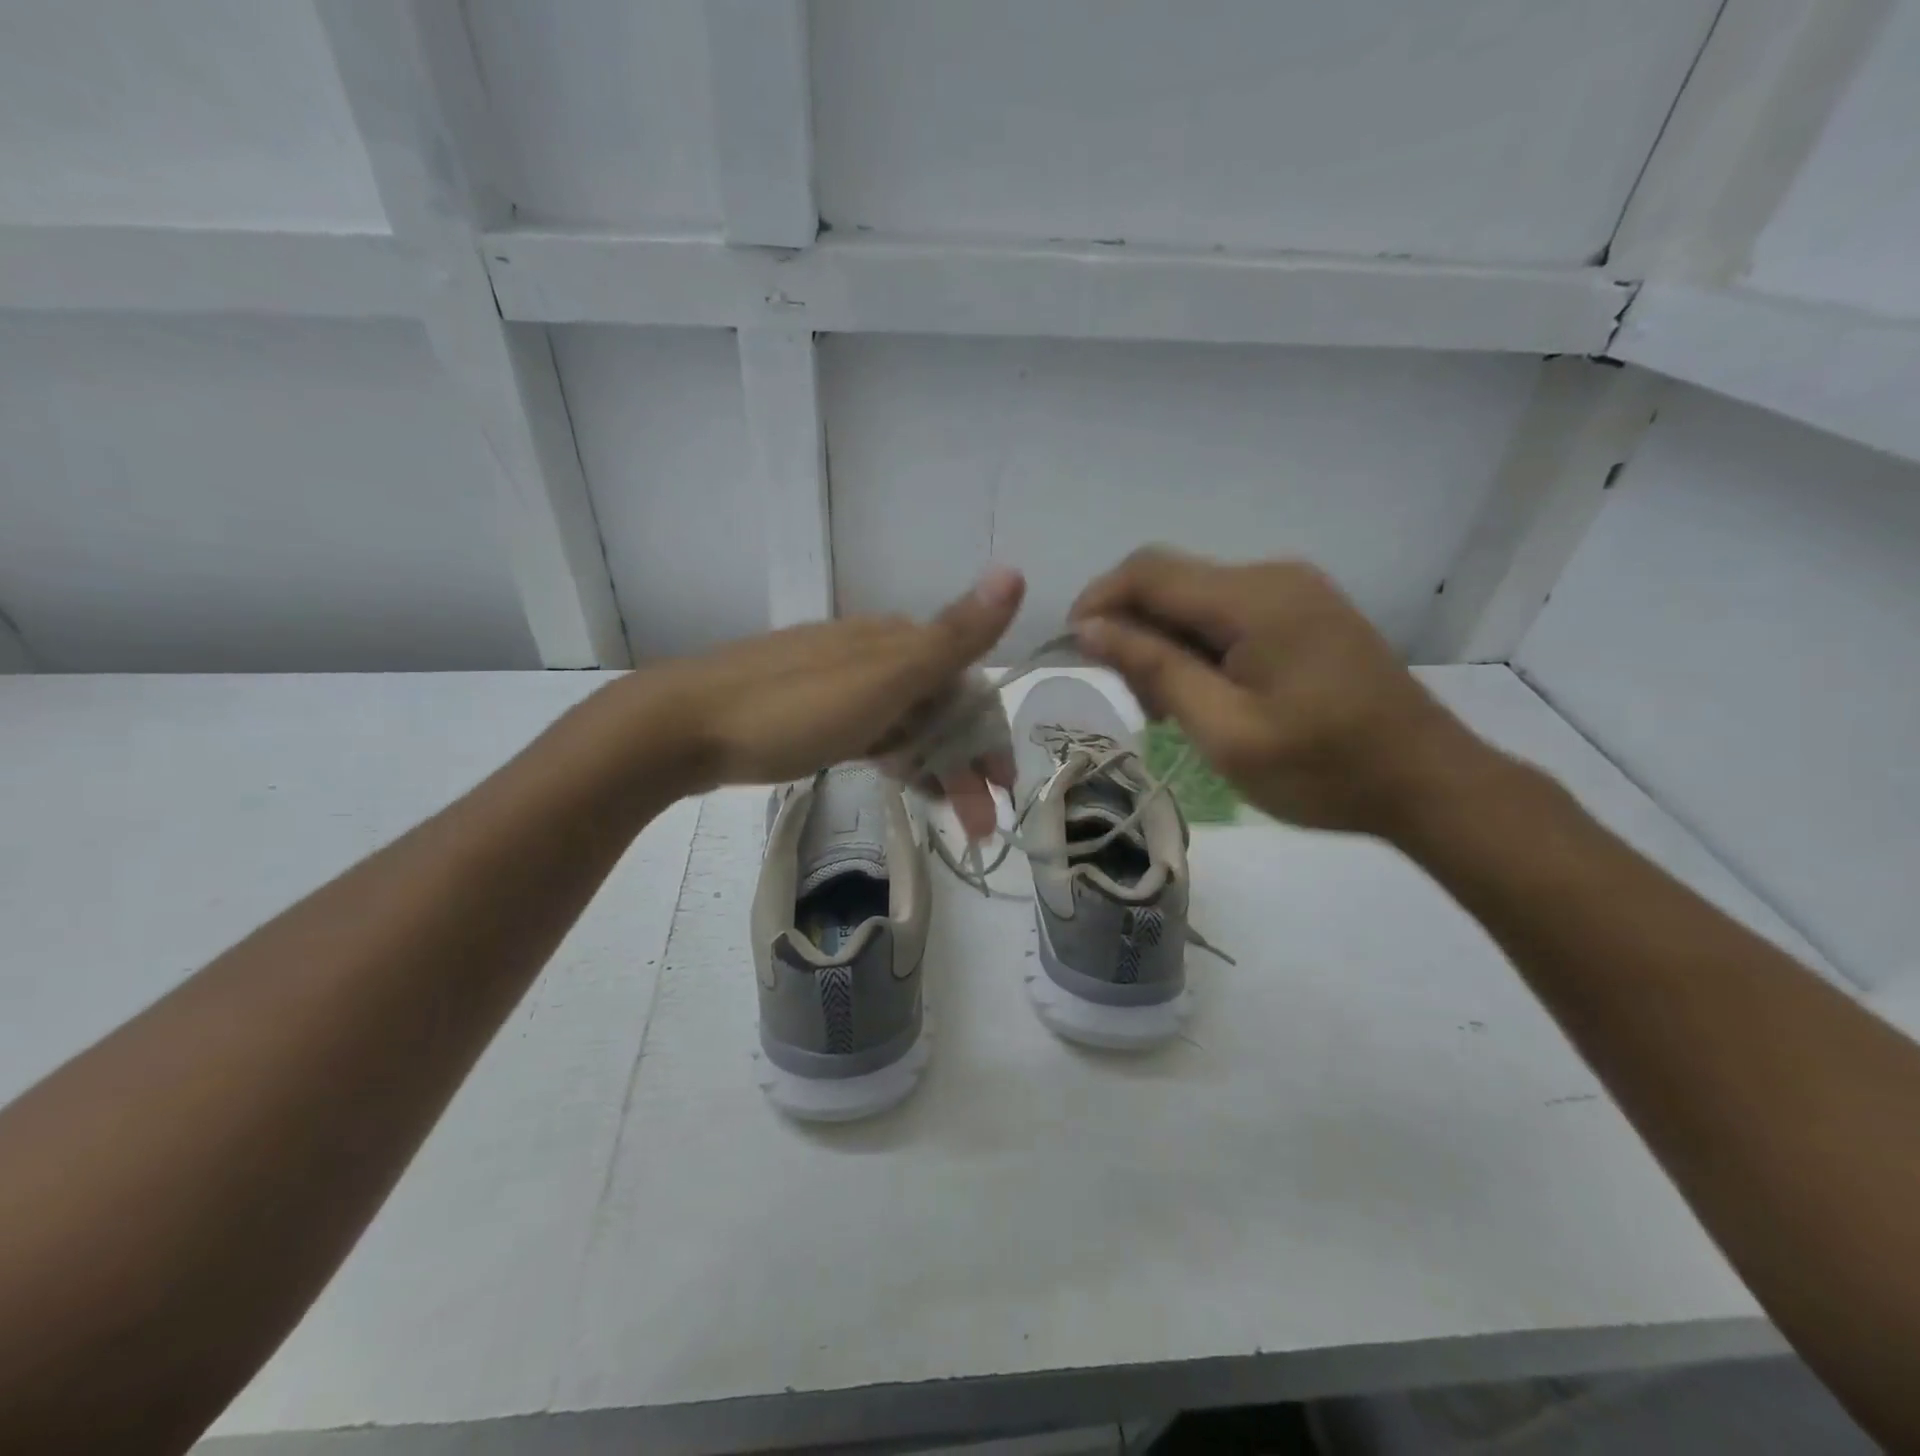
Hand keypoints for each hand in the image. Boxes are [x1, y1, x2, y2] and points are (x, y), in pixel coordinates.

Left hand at [640, 568, 1023, 838]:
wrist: (683, 725)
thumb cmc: (794, 708)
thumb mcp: (884, 677)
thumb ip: (953, 636)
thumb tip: (1015, 570)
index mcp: (897, 642)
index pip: (968, 685)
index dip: (990, 735)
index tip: (1003, 788)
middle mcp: (873, 653)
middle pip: (938, 708)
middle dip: (965, 762)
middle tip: (978, 823)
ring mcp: (839, 681)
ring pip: (906, 723)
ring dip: (934, 766)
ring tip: (945, 814)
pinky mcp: (811, 710)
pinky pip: (872, 730)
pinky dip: (895, 757)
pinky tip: (898, 779)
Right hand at [1070, 549, 1492, 837]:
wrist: (1428, 782)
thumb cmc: (1323, 768)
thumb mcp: (1225, 729)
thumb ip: (1155, 669)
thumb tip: (1091, 628)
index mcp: (1254, 598)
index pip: (1148, 572)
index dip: (1098, 601)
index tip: (1073, 650)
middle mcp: (1273, 576)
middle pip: (1171, 581)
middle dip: (1132, 629)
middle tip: (1134, 700)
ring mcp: (1295, 591)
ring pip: (1196, 598)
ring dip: (1164, 641)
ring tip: (1167, 706)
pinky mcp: (1306, 612)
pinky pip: (1229, 613)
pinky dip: (1198, 646)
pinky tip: (1204, 692)